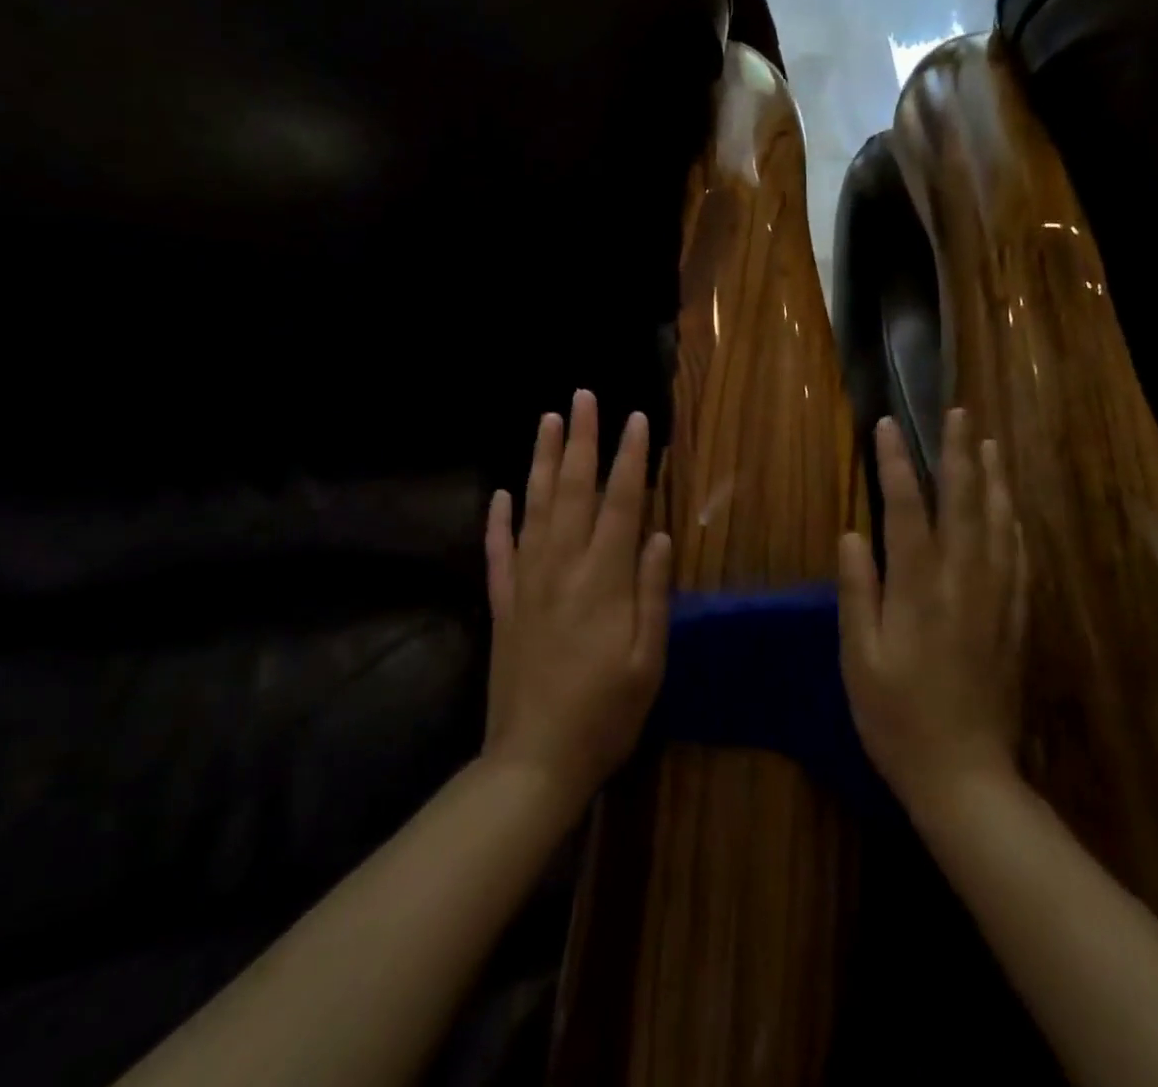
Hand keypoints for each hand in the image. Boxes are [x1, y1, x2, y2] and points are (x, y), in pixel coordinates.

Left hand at [483, 389, 671, 805]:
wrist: (534, 761)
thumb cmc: (606, 714)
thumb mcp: (648, 660)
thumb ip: (654, 593)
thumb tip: (659, 535)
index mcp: (604, 579)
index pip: (621, 502)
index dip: (631, 458)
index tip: (637, 419)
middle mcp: (562, 567)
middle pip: (572, 489)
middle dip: (580, 439)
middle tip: (582, 396)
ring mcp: (526, 582)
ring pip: (533, 507)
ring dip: (540, 460)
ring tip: (547, 421)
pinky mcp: (502, 604)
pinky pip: (498, 551)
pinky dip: (498, 519)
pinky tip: (498, 494)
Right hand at [836, 408, 1027, 810]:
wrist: (966, 777)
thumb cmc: (897, 719)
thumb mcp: (860, 659)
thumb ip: (858, 592)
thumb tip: (852, 535)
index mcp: (919, 589)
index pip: (907, 508)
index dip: (896, 463)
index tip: (889, 425)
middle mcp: (963, 582)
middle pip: (964, 502)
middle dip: (959, 452)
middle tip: (958, 413)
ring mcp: (996, 599)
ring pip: (999, 523)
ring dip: (993, 478)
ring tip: (989, 442)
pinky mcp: (1015, 619)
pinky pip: (1019, 559)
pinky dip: (1014, 524)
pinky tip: (1012, 509)